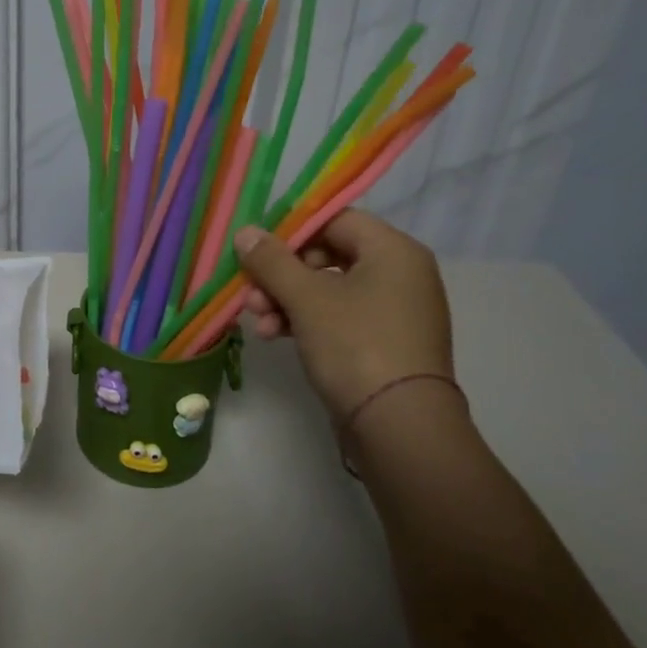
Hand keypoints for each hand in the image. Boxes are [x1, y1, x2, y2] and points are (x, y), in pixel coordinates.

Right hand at [233, 209, 454, 425]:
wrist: (400, 428)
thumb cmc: (355, 346)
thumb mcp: (306, 298)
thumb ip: (272, 261)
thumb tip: (246, 232)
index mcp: (393, 250)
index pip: (335, 219)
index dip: (290, 230)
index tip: (255, 249)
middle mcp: (400, 274)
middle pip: (328, 255)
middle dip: (282, 273)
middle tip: (251, 291)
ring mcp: (394, 310)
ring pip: (328, 289)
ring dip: (286, 300)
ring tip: (256, 321)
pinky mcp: (383, 342)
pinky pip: (338, 317)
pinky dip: (305, 321)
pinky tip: (273, 336)